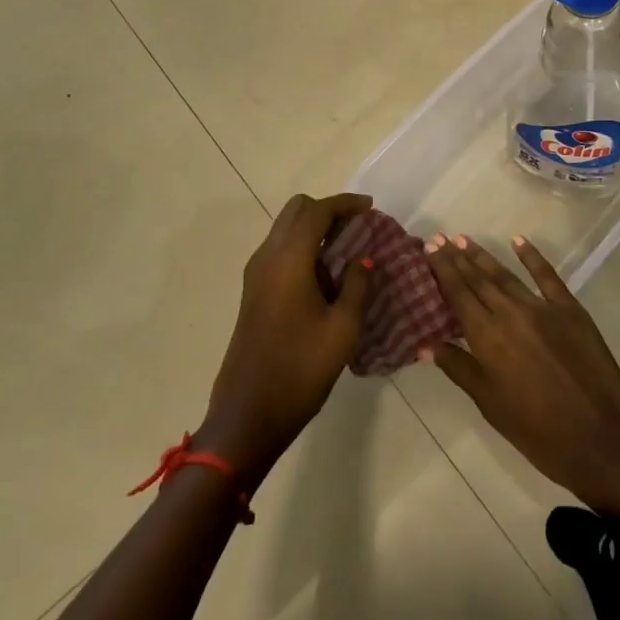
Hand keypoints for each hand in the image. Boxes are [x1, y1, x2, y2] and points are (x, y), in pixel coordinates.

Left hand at [199, 192, 375, 483]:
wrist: (248, 415)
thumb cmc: (300, 370)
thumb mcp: (343, 329)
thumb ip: (357, 285)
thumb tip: (364, 259)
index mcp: (289, 259)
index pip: (317, 211)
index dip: (346, 203)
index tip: (371, 207)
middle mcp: (267, 257)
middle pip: (296, 210)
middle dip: (327, 209)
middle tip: (357, 225)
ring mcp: (255, 274)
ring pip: (285, 228)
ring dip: (314, 227)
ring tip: (347, 246)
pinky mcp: (252, 291)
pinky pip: (279, 249)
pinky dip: (302, 245)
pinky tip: (325, 271)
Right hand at [423, 234, 619, 516]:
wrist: (601, 438)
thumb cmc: (538, 432)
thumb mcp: (490, 405)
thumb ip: (459, 368)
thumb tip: (425, 343)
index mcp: (488, 337)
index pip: (459, 294)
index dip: (443, 270)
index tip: (430, 248)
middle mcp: (511, 313)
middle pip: (479, 279)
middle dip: (457, 258)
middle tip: (440, 238)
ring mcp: (543, 308)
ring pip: (506, 275)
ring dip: (484, 256)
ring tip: (465, 240)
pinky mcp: (570, 309)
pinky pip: (547, 276)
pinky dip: (532, 256)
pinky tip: (518, 240)